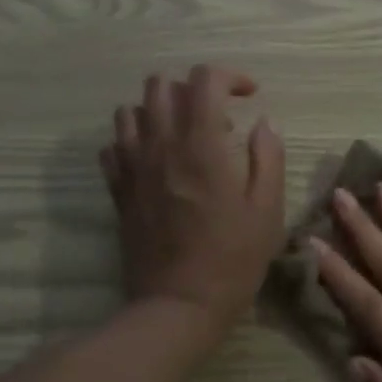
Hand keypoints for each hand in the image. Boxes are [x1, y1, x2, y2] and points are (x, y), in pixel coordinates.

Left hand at [100, 65, 285, 327]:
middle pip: (160, 84)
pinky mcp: (118, 190)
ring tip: (184, 137)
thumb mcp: (268, 207)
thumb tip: (263, 123)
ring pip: (130, 110)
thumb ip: (268, 156)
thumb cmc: (233, 257)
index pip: (205, 79)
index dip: (231, 77)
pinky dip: (133, 140)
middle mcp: (160, 144)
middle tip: (217, 119)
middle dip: (192, 89)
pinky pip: (113, 146)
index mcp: (201, 144)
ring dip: (159, 112)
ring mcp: (133, 167)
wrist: (179, 304)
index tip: (250, 96)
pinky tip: (156, 160)